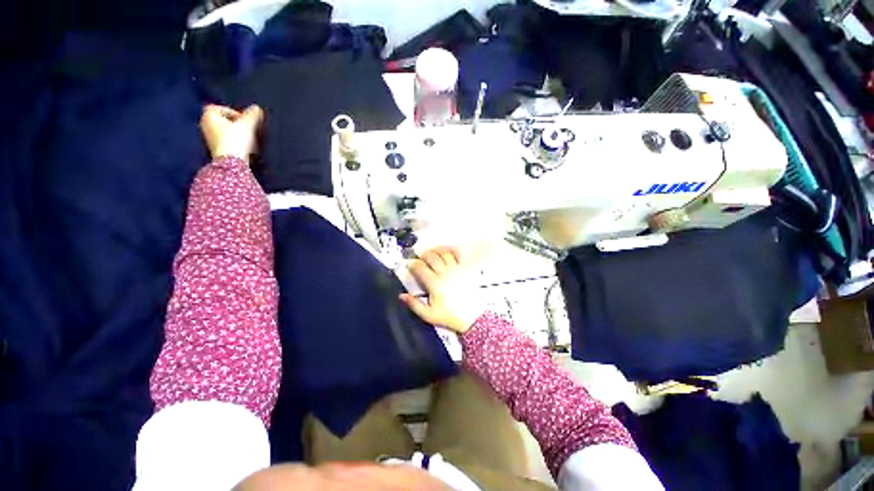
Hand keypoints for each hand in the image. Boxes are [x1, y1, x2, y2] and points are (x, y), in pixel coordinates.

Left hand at [200, 104, 263, 160]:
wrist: (232, 162)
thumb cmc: (236, 139)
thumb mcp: (247, 124)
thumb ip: (252, 115)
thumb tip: (257, 108)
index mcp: (208, 115)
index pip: (219, 108)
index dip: (233, 112)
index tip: (244, 120)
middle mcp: (205, 125)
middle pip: (222, 120)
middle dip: (234, 123)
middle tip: (247, 129)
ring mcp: (208, 139)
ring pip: (224, 131)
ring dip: (235, 133)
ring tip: (247, 139)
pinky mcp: (215, 150)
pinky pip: (225, 141)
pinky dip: (233, 142)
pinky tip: (242, 147)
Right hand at [400, 247, 484, 333]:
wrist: (472, 317)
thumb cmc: (450, 316)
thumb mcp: (429, 315)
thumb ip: (414, 305)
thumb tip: (402, 296)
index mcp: (435, 284)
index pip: (420, 268)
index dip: (413, 264)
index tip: (410, 265)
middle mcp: (445, 273)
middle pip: (431, 257)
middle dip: (423, 254)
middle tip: (419, 257)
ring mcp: (457, 269)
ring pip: (444, 253)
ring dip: (436, 250)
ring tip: (431, 252)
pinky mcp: (466, 269)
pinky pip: (458, 255)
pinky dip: (451, 251)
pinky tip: (447, 252)